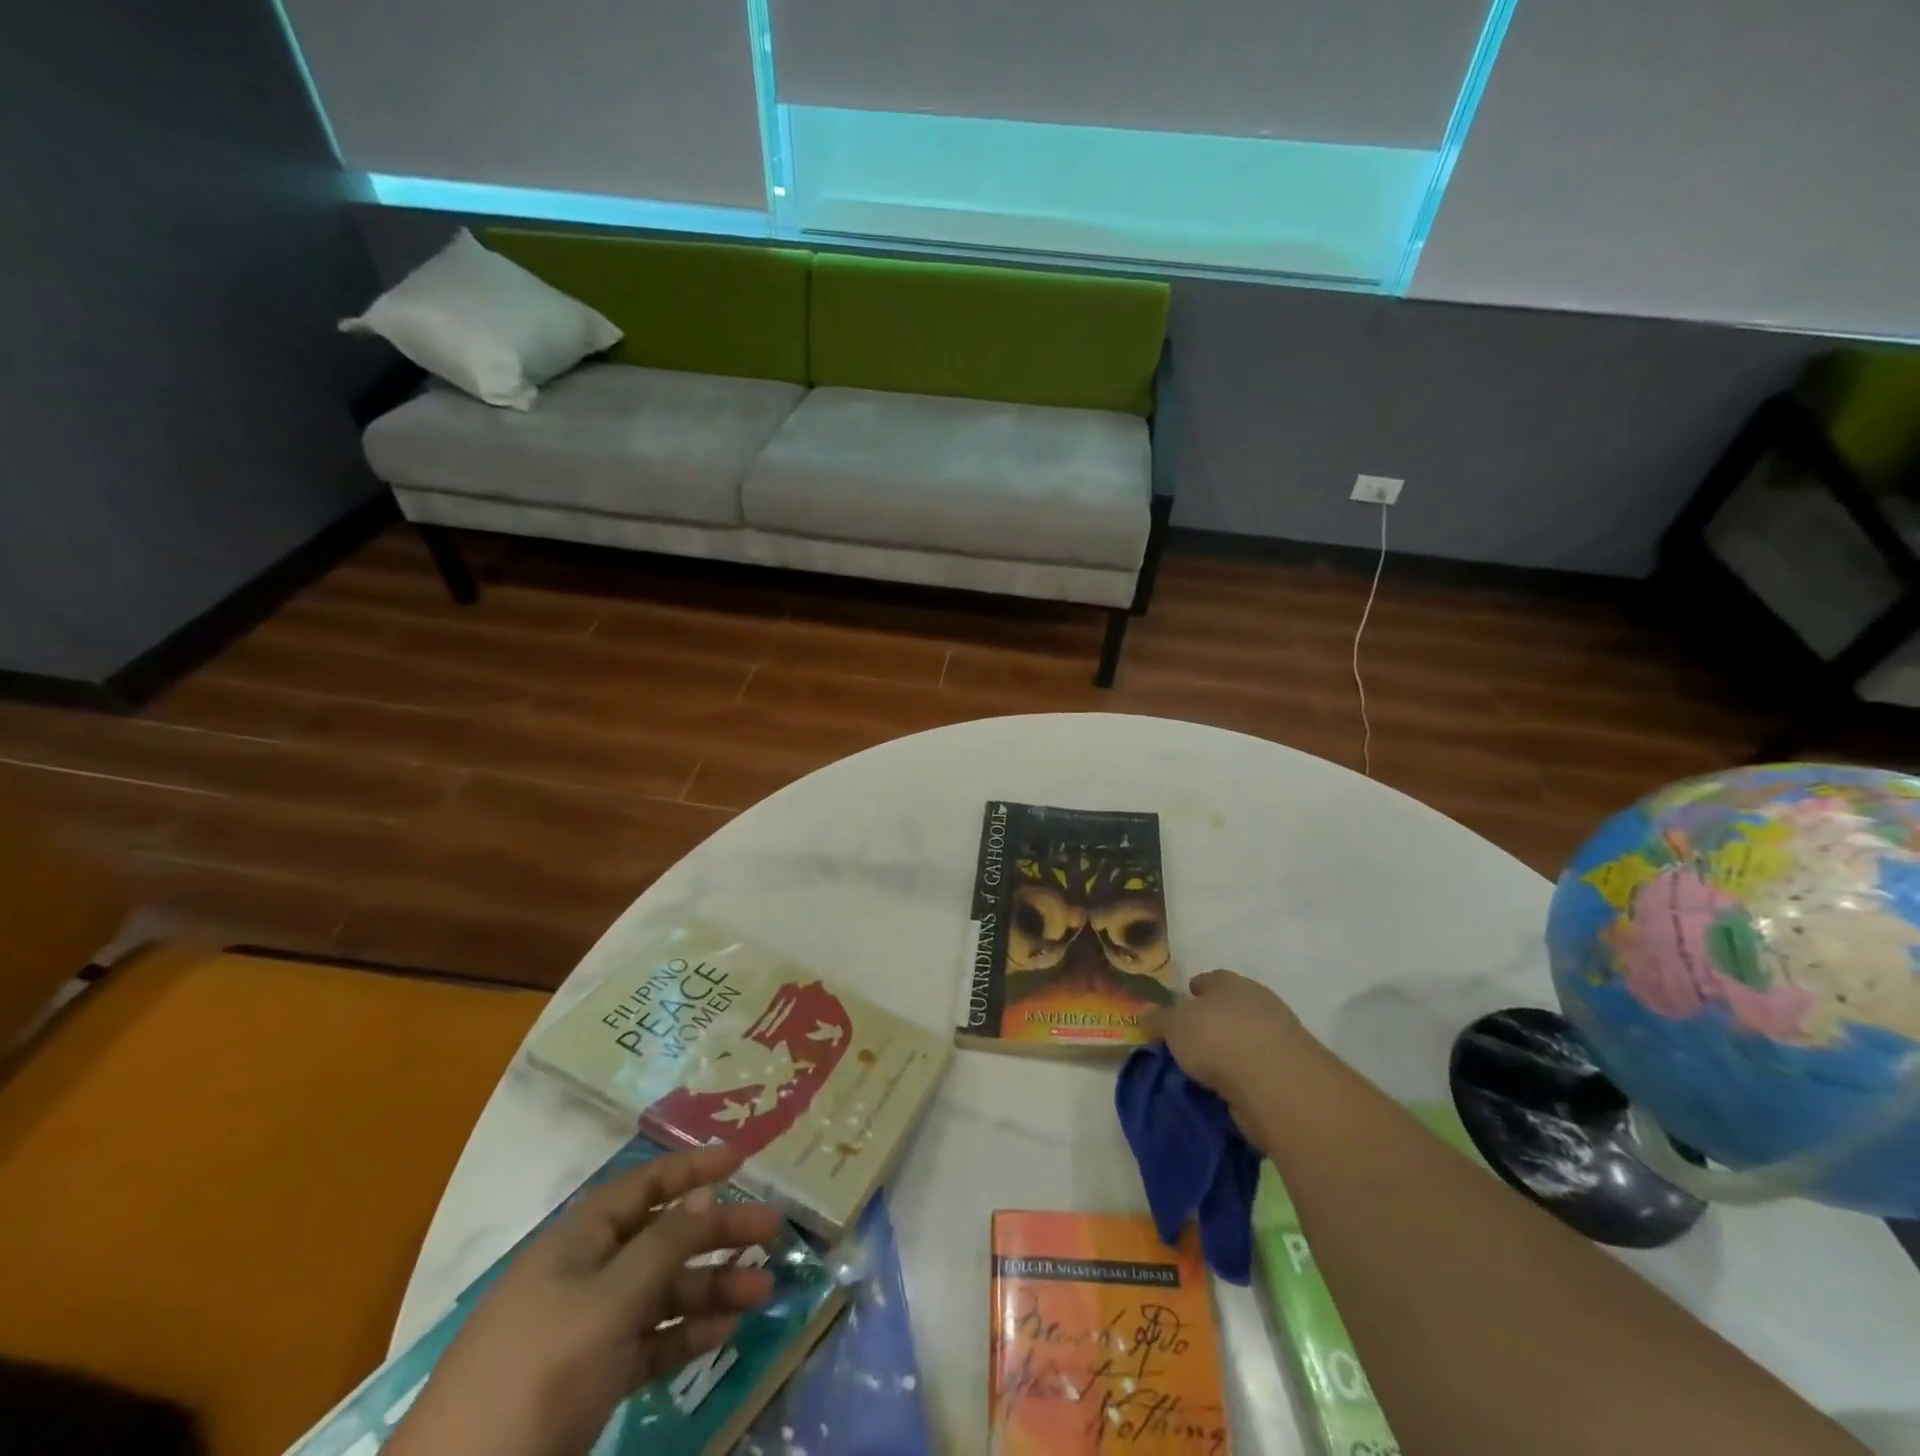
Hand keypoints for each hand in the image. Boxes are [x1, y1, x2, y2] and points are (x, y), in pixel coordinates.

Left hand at [387, 1143, 782, 1455]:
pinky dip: (687, 1333)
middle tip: (772, 1230)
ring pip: (664, 1291)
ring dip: (713, 1287)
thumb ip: (662, 1246)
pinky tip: (726, 1331)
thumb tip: (705, 1192)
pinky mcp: (594, 1377)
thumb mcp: (605, 1303)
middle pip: (664, 1237)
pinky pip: (652, 1340)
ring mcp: (590, 1327)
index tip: (741, 1159)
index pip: (644, 1186)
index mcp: (579, 1240)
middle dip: (717, 1232)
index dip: (692, 1168)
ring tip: (764, 1290)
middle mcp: (587, 1273)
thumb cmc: (536, 1374)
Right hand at [1144, 969, 1313, 1136]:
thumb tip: (1145, 1013)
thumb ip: (1158, 1018)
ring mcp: (1278, 1036)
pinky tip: (1225, 1090)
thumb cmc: (1218, 1039)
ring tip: (1204, 1071)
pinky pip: (1256, 1070)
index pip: (1208, 980)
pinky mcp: (1289, 1072)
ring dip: (1228, 1052)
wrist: (1276, 1084)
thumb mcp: (1174, 1025)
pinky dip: (1242, 1077)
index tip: (1178, 1008)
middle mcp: (1257, 1002)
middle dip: (1210, 1022)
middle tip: (1188, 1042)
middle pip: (1228, 1008)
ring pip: (1244, 1039)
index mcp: (1229, 982)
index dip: (1191, 992)